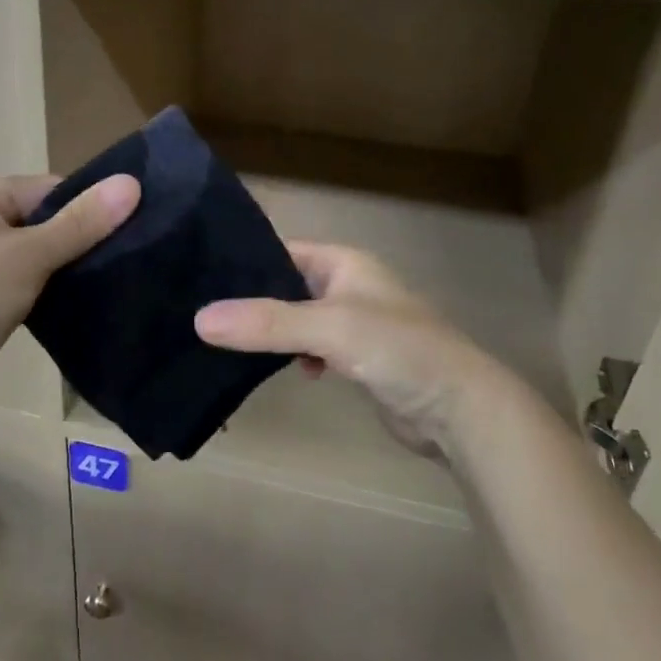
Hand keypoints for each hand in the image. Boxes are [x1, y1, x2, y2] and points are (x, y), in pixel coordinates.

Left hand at [0, 172, 139, 424]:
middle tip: (126, 256)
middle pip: (42, 223)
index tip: (129, 224)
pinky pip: (23, 286)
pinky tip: (79, 306)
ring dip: (64, 269)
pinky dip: (47, 293)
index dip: (87, 204)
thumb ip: (80, 224)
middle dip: (79, 239)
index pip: (47, 190)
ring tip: (109, 281)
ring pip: (34, 258)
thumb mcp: (27, 256)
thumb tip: (131, 184)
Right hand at [194, 242, 515, 459]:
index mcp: (343, 262)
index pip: (281, 251)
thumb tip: (199, 319)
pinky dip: (295, 356)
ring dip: (271, 332)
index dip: (243, 262)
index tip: (198, 277)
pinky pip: (313, 348)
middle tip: (201, 313)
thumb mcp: (330, 328)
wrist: (461, 409)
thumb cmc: (399, 349)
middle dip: (251, 301)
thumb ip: (267, 323)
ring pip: (297, 320)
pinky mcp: (358, 359)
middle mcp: (347, 286)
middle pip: (286, 286)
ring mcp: (353, 323)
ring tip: (225, 342)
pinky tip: (285, 371)